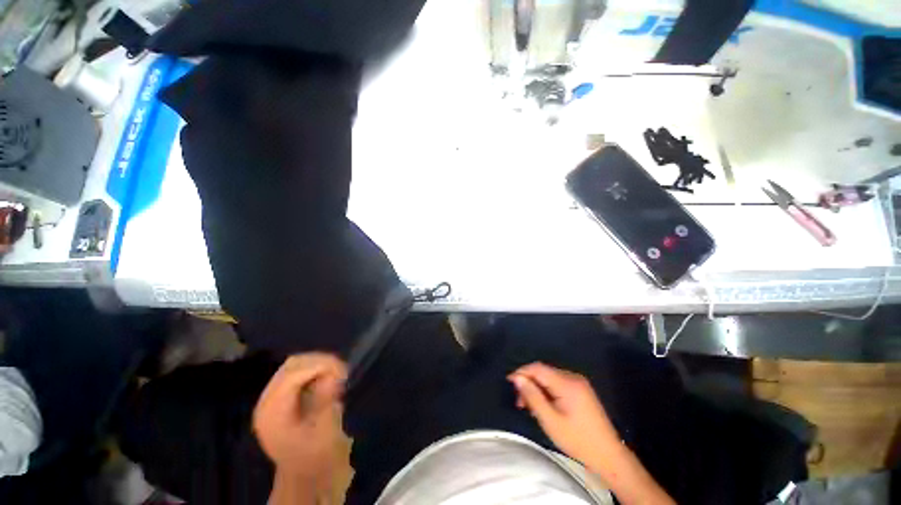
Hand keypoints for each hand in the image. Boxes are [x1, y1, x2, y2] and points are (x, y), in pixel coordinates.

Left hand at [253, 353, 346, 480]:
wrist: (303, 473)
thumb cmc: (316, 456)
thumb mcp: (325, 433)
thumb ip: (326, 403)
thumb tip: (331, 376)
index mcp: (273, 415)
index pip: (292, 377)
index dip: (319, 367)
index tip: (343, 371)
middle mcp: (266, 402)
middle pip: (292, 365)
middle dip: (320, 362)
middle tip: (342, 373)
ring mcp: (270, 397)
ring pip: (294, 364)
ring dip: (318, 364)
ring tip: (336, 375)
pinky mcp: (279, 394)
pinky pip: (296, 370)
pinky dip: (314, 369)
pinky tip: (326, 378)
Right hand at [509, 362, 619, 467]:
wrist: (608, 456)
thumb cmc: (577, 440)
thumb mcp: (550, 421)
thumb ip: (533, 397)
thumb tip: (517, 378)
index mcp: (567, 383)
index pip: (538, 368)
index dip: (521, 372)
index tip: (509, 382)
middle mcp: (573, 377)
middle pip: (543, 372)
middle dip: (529, 383)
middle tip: (520, 402)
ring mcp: (579, 383)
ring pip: (550, 378)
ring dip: (537, 388)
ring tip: (529, 407)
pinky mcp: (581, 390)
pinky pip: (558, 384)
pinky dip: (547, 392)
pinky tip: (544, 406)